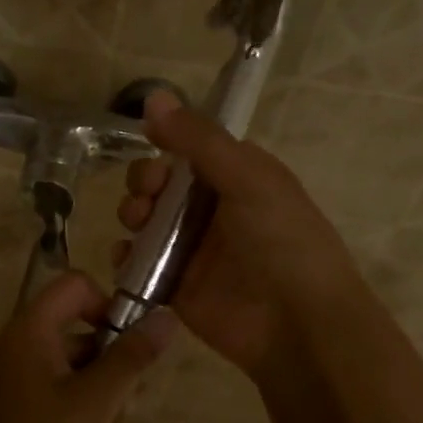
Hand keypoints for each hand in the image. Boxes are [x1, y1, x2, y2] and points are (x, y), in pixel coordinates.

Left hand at [0, 271, 175, 422]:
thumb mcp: (96, 400)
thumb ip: (132, 356)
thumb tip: (167, 315)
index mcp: (31, 330)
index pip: (76, 285)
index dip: (108, 302)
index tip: (133, 339)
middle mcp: (26, 346)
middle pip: (82, 324)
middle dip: (115, 353)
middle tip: (131, 391)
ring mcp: (27, 380)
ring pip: (82, 362)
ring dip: (108, 385)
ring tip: (115, 421)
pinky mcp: (32, 411)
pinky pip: (71, 390)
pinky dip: (92, 406)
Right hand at [115, 92, 370, 381]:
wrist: (297, 325)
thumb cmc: (281, 241)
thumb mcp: (247, 179)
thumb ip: (198, 140)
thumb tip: (153, 97)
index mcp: (238, 177)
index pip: (192, 149)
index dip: (167, 145)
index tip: (153, 149)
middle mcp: (214, 209)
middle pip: (162, 183)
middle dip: (144, 182)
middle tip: (147, 196)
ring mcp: (193, 249)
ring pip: (146, 221)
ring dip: (133, 214)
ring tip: (138, 224)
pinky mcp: (176, 285)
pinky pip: (139, 263)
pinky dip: (126, 257)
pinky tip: (125, 257)